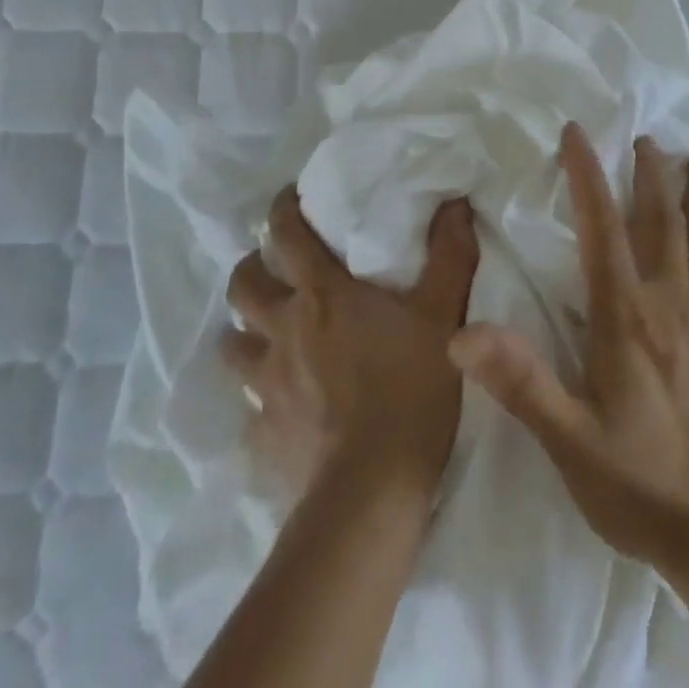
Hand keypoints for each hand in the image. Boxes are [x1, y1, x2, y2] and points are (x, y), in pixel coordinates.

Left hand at [222, 188, 479, 505]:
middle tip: (270, 268)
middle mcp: (284, 329)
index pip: (285, 234)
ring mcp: (267, 383)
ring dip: (244, 331)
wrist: (373, 491)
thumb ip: (450, 254)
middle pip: (243, 285)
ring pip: (232, 343)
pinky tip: (276, 404)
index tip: (287, 198)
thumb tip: (456, 202)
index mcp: (322, 294)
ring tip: (264, 333)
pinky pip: (248, 406)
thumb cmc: (410, 388)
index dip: (282, 208)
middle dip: (251, 268)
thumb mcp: (443, 315)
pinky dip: (257, 396)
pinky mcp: (263, 432)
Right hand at [449, 123, 688, 565]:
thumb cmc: (639, 485)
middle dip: (652, 173)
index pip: (601, 227)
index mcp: (626, 315)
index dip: (587, 174)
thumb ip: (520, 381)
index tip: (577, 132)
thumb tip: (461, 335)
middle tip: (648, 137)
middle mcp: (671, 303)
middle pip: (662, 221)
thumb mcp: (568, 440)